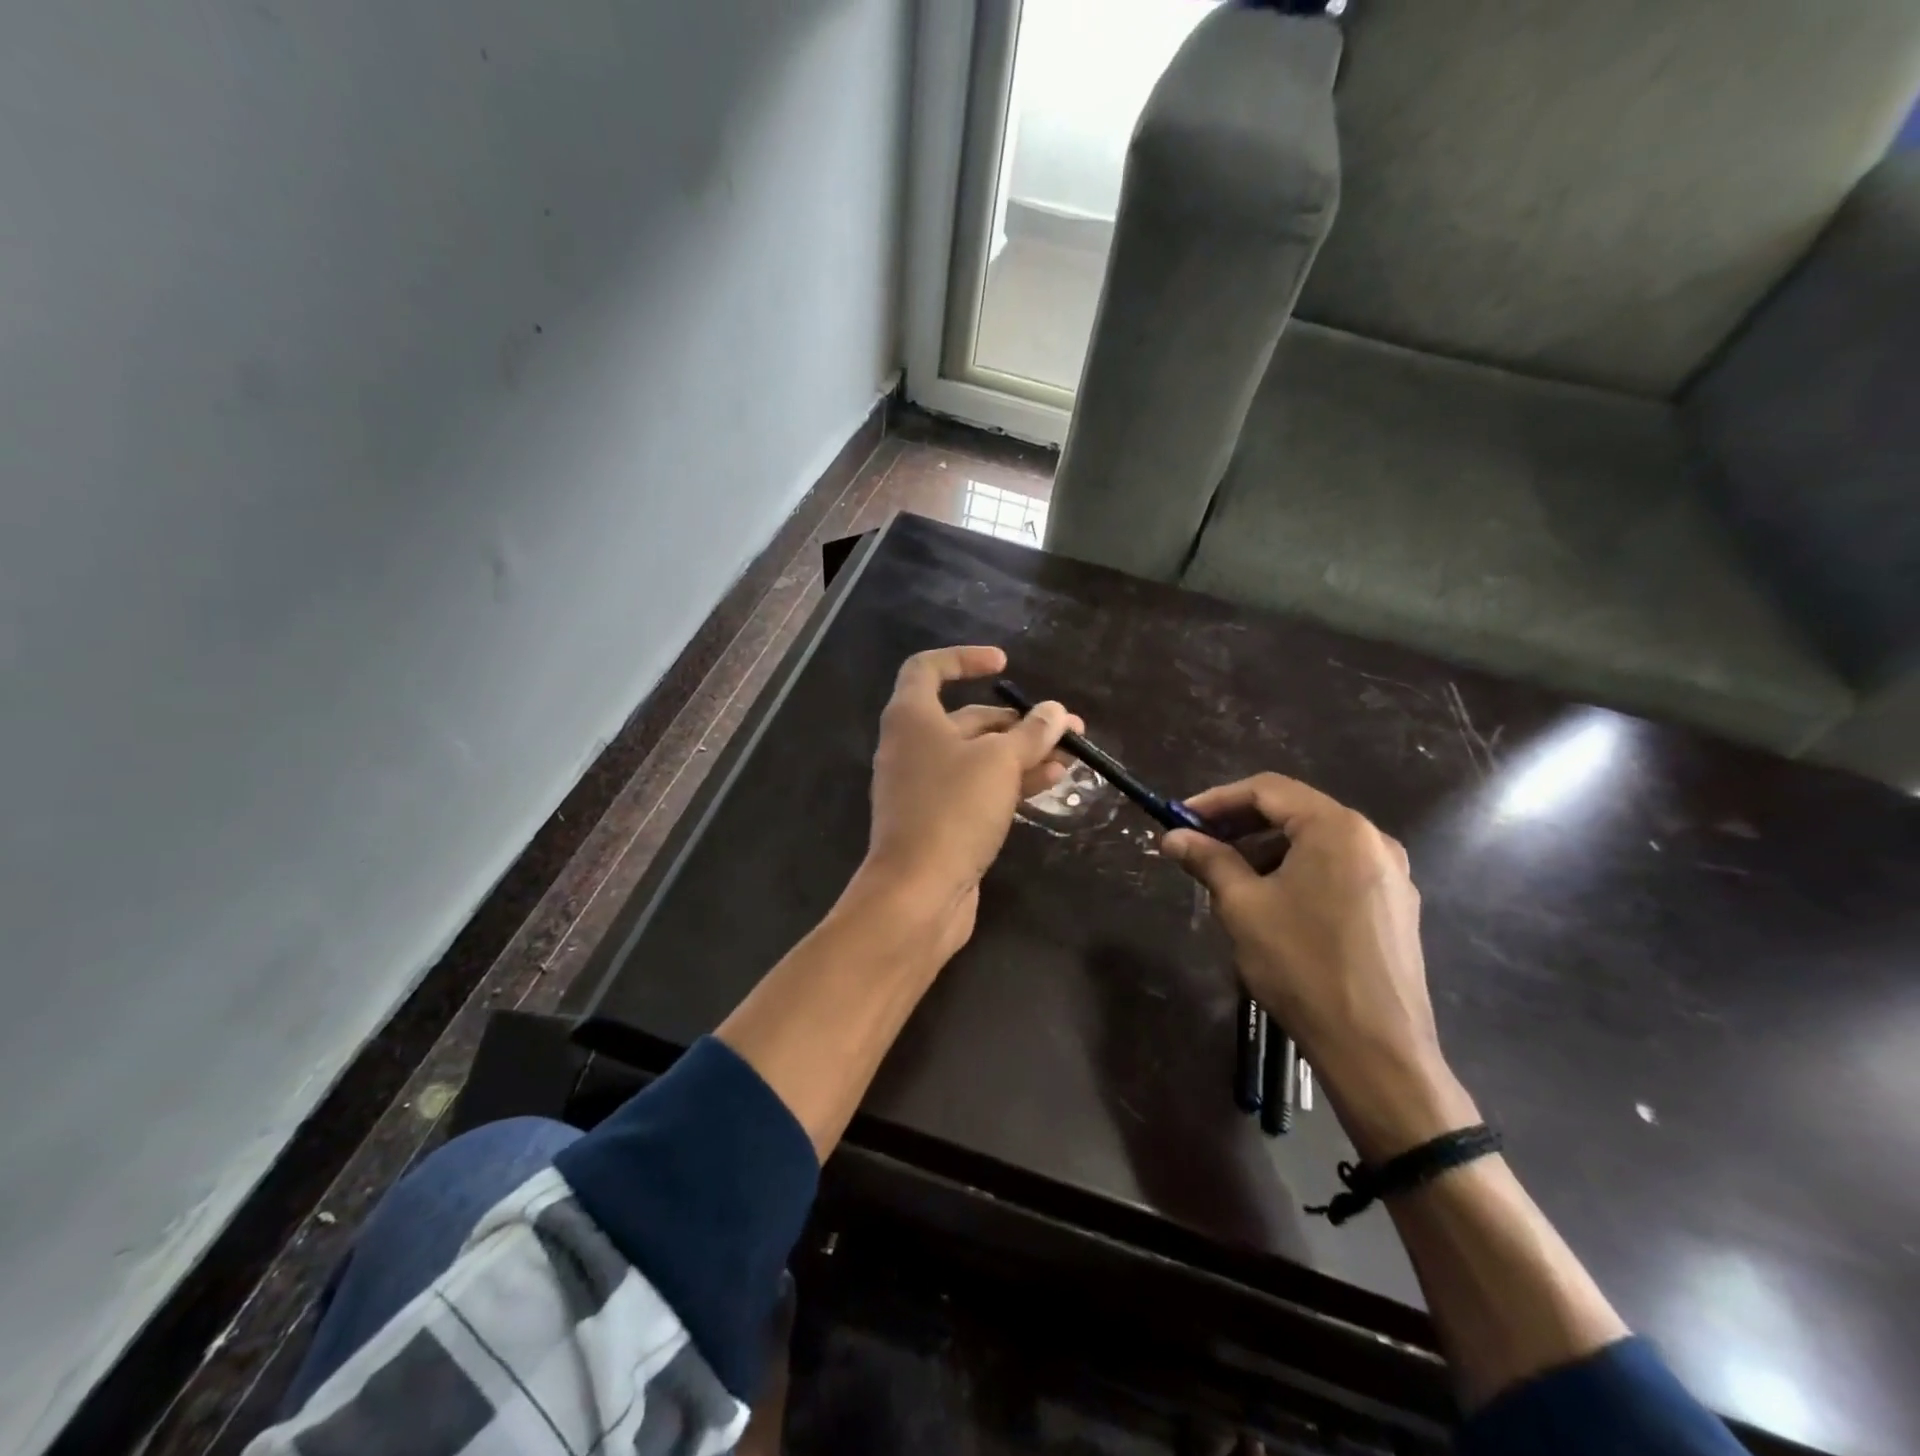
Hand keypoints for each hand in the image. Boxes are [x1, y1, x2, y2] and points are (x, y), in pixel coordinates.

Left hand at [862, 645, 1080, 957]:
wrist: (916, 893)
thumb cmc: (953, 811)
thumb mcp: (999, 763)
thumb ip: (1031, 733)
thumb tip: (1056, 711)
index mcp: (912, 718)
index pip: (928, 669)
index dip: (964, 658)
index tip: (1004, 664)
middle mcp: (912, 746)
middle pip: (967, 718)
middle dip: (1018, 721)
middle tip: (1067, 728)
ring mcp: (924, 786)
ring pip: (977, 757)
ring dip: (1022, 753)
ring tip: (1070, 757)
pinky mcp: (938, 820)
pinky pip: (977, 788)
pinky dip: (1009, 782)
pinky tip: (1049, 783)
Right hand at [1163, 774, 1475, 1160]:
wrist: (1375, 1048)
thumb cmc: (1301, 965)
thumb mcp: (1243, 906)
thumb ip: (1208, 860)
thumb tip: (1172, 836)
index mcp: (1337, 828)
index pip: (1267, 790)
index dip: (1217, 799)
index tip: (1181, 818)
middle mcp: (1372, 839)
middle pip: (1295, 812)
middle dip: (1241, 825)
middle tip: (1198, 844)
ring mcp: (1391, 874)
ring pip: (1316, 843)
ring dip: (1267, 850)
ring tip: (1229, 877)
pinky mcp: (1395, 906)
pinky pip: (1337, 869)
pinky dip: (1298, 871)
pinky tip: (1272, 902)